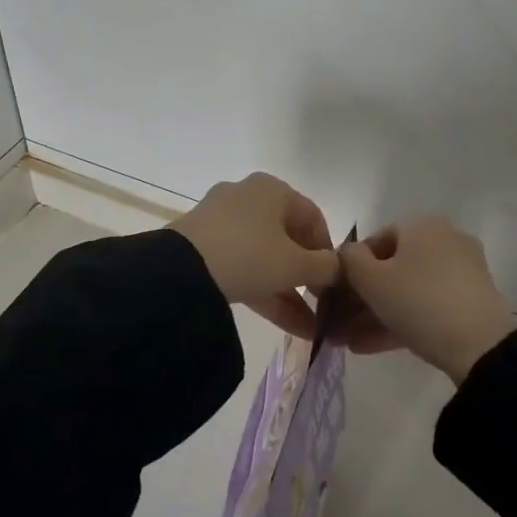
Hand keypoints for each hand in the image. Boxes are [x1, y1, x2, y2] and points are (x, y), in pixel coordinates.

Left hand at [171, 173, 341, 338]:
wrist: (179, 272)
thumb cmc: (249, 255)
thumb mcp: (295, 264)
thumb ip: (325, 267)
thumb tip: (337, 268)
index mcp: (272, 189)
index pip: (313, 217)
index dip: (328, 250)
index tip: (335, 280)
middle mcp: (247, 197)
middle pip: (287, 238)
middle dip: (307, 277)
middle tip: (320, 304)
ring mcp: (221, 222)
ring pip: (265, 257)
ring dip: (288, 292)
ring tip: (309, 327)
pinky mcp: (201, 247)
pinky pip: (242, 267)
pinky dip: (263, 291)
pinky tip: (286, 324)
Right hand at [338, 216, 516, 382]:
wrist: (480, 345)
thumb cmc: (418, 301)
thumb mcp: (371, 280)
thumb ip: (349, 260)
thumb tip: (347, 254)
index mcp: (422, 225)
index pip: (374, 241)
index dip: (349, 270)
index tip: (334, 299)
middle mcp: (445, 239)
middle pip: (392, 268)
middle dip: (361, 300)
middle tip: (339, 326)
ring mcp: (462, 271)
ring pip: (408, 290)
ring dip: (375, 315)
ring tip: (349, 343)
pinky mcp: (471, 300)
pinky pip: (427, 305)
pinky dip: (400, 322)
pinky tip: (371, 347)